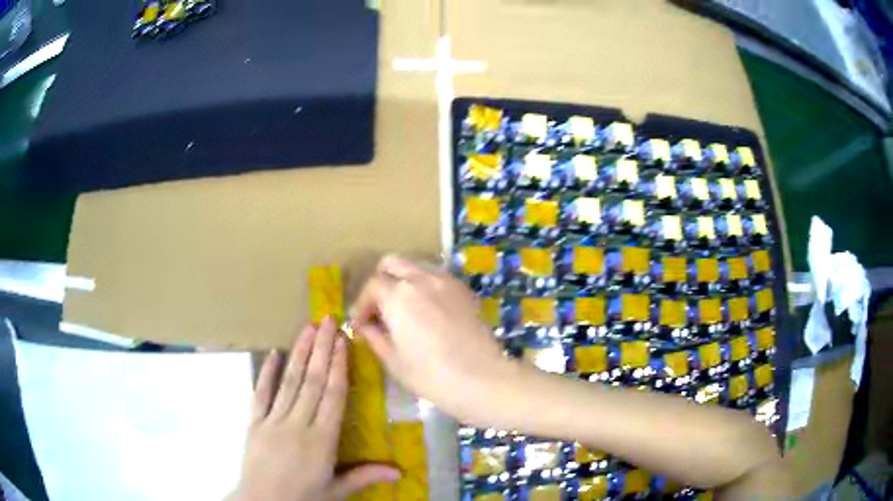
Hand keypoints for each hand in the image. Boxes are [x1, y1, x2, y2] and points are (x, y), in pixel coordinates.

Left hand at [230, 319, 399, 500]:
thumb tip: (401, 471)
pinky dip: (266, 373)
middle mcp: (298, 424)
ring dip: (299, 353)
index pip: (333, 396)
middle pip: (313, 382)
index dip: (339, 367)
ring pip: (289, 382)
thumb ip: (365, 476)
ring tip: (308, 328)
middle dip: (322, 349)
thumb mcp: (337, 491)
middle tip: (328, 321)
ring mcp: (273, 421)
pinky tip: (272, 353)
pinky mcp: (254, 422)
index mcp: (322, 440)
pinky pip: (260, 394)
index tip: (343, 341)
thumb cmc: (303, 498)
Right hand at [350, 255, 516, 424]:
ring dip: (403, 282)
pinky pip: (437, 278)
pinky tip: (428, 313)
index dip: (362, 304)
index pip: (371, 286)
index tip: (360, 325)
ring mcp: (446, 281)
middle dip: (380, 281)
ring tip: (404, 310)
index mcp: (398, 295)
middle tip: (379, 308)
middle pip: (392, 263)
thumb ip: (374, 336)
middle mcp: (421, 279)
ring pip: (416, 267)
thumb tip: (365, 325)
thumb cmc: (431, 375)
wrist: (482, 379)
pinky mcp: (464, 290)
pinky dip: (425, 287)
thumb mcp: (393, 360)